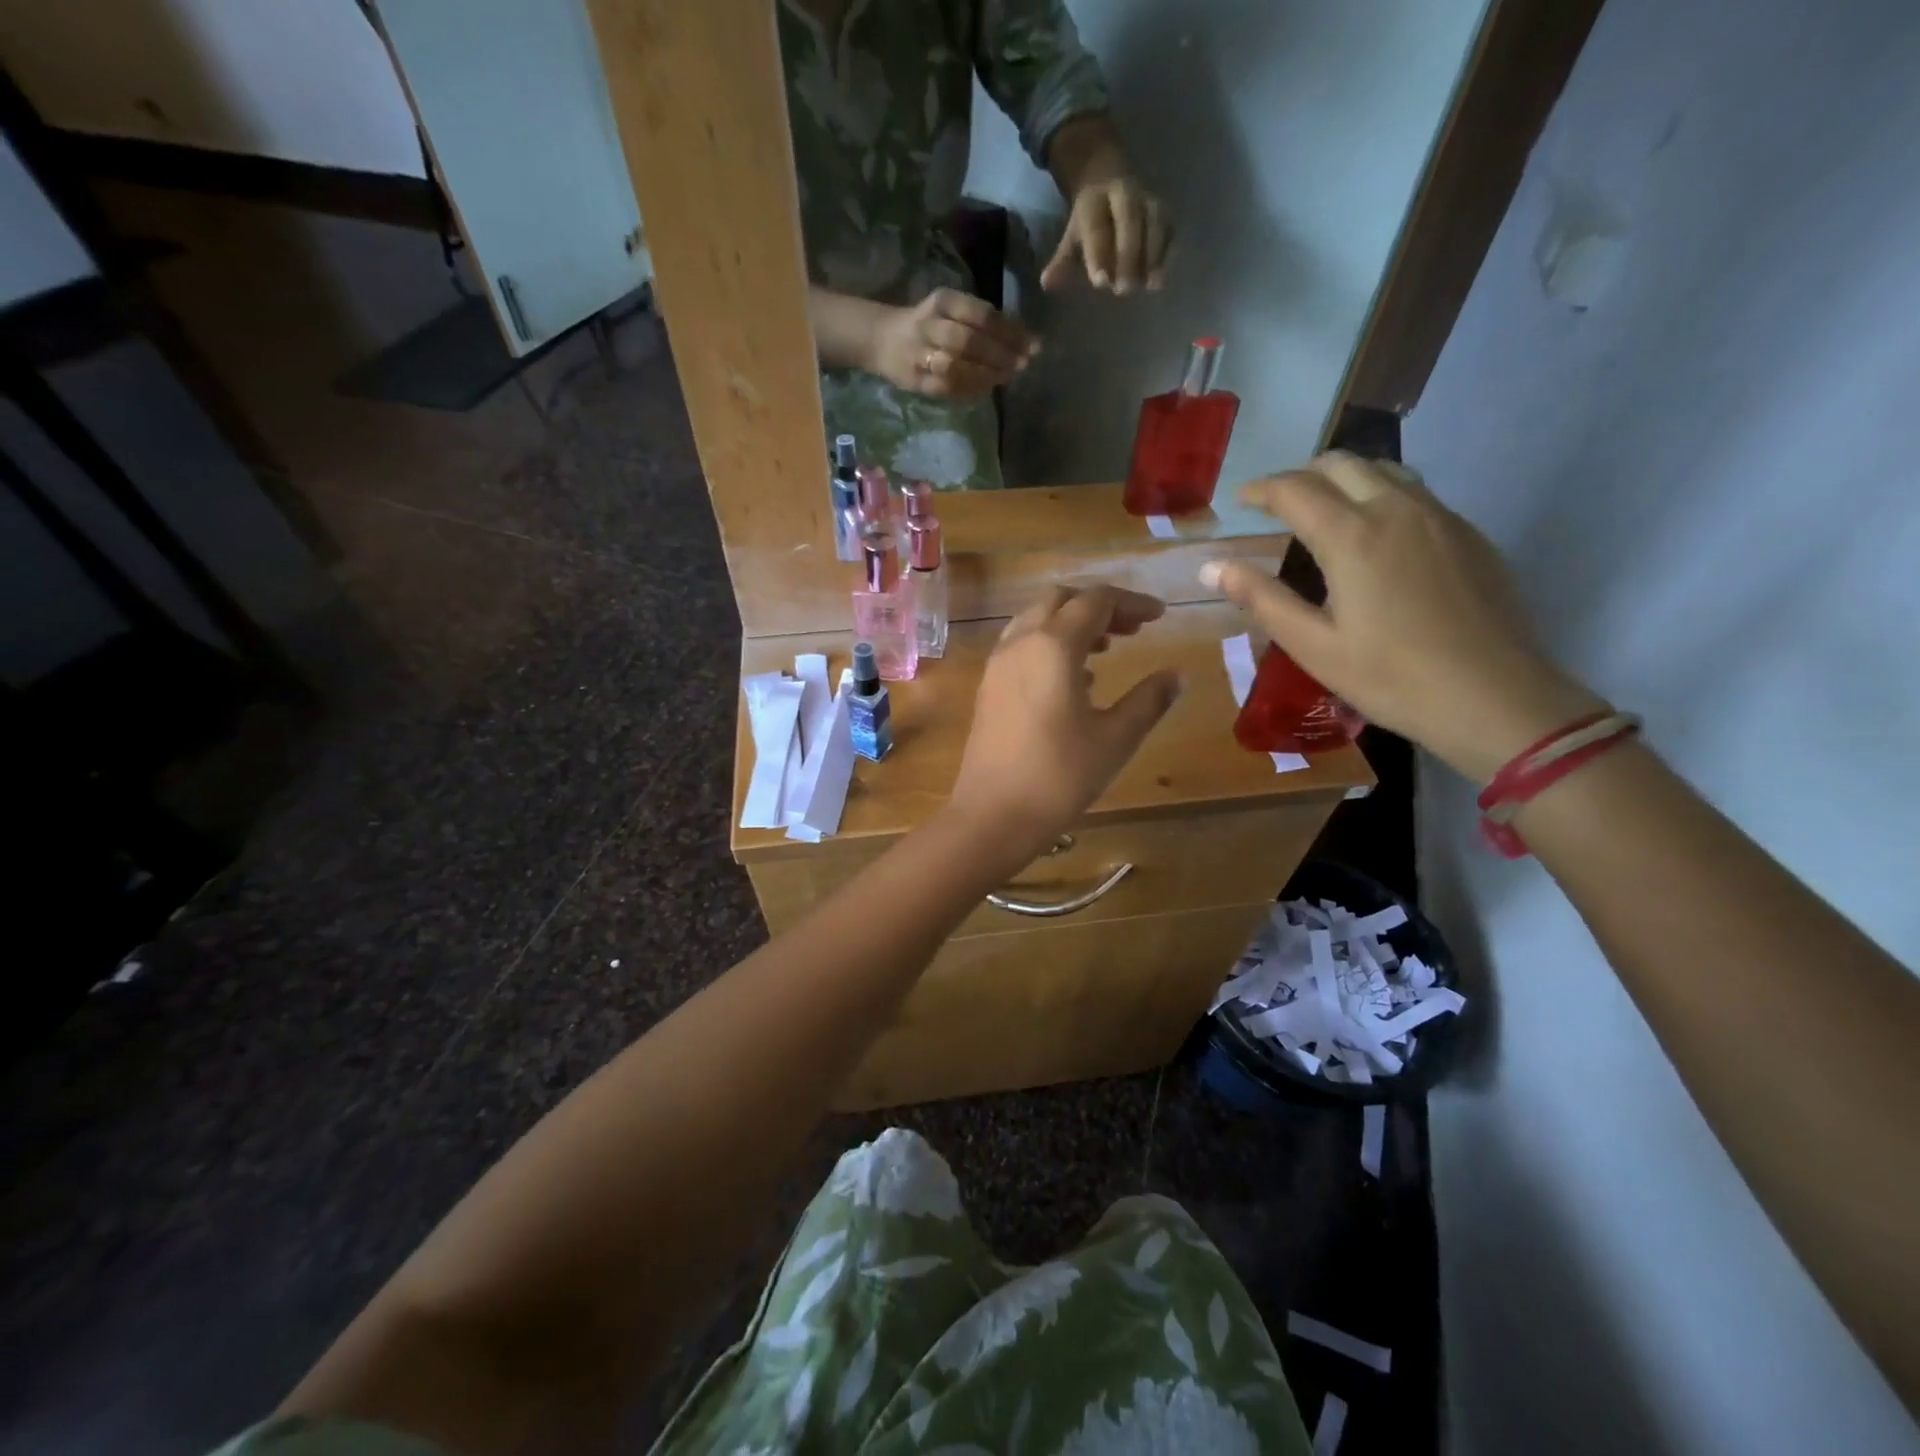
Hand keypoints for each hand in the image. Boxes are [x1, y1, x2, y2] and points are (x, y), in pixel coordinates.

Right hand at [865, 288, 1035, 398]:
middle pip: (969, 340)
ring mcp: (920, 354)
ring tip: (1005, 378)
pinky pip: (946, 388)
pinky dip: (969, 390)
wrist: (882, 340)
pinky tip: (985, 389)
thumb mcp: (953, 312)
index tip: (1033, 345)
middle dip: (1000, 354)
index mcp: (943, 302)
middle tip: (1022, 364)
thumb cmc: (929, 325)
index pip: (981, 314)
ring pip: (956, 365)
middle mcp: (929, 324)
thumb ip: (985, 323)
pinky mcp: (915, 380)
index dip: (1009, 331)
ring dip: (985, 374)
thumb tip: (1027, 341)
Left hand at [948, 585, 1183, 860]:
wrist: (993, 815)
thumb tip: (1176, 675)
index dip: (1132, 602)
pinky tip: (1075, 678)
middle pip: (1061, 600)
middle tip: (1133, 629)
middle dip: (1099, 606)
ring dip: (1072, 623)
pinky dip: (1050, 644)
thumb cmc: (1059, 776)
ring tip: (1107, 648)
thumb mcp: (1115, 739)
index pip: (1096, 601)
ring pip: (1036, 620)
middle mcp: (1020, 643)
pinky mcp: (989, 687)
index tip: (1160, 616)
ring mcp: (998, 664)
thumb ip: (1148, 701)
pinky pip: (1021, 646)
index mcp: (1052, 646)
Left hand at [1041, 173, 1169, 293]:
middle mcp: (1125, 194)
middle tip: (1124, 290)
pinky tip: (1160, 278)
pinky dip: (1168, 253)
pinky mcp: (1165, 210)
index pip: (1097, 227)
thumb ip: (1062, 261)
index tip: (1100, 283)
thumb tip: (1046, 284)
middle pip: (1130, 220)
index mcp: (1095, 200)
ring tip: (1149, 286)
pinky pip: (1170, 229)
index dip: (1099, 254)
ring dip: (1154, 255)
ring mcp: (1148, 200)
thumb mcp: (1072, 237)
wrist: (1109, 177)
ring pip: (1155, 222)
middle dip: (1128, 255)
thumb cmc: (1088, 220)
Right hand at [1203, 452, 1606, 781]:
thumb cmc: (1391, 678)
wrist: (1494, 697)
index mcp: (1352, 537)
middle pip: (1342, 464)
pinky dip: (1381, 496)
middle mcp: (1397, 510)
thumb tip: (1214, 567)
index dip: (1261, 489)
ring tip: (1324, 509)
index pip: (1295, 490)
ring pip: (1384, 470)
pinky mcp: (1468, 534)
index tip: (1240, 500)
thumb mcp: (1313, 646)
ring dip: (1344, 478)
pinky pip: (1415, 494)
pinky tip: (1375, 536)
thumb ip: (1262, 599)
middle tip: (1278, 504)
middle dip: (1302, 475)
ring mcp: (1440, 517)